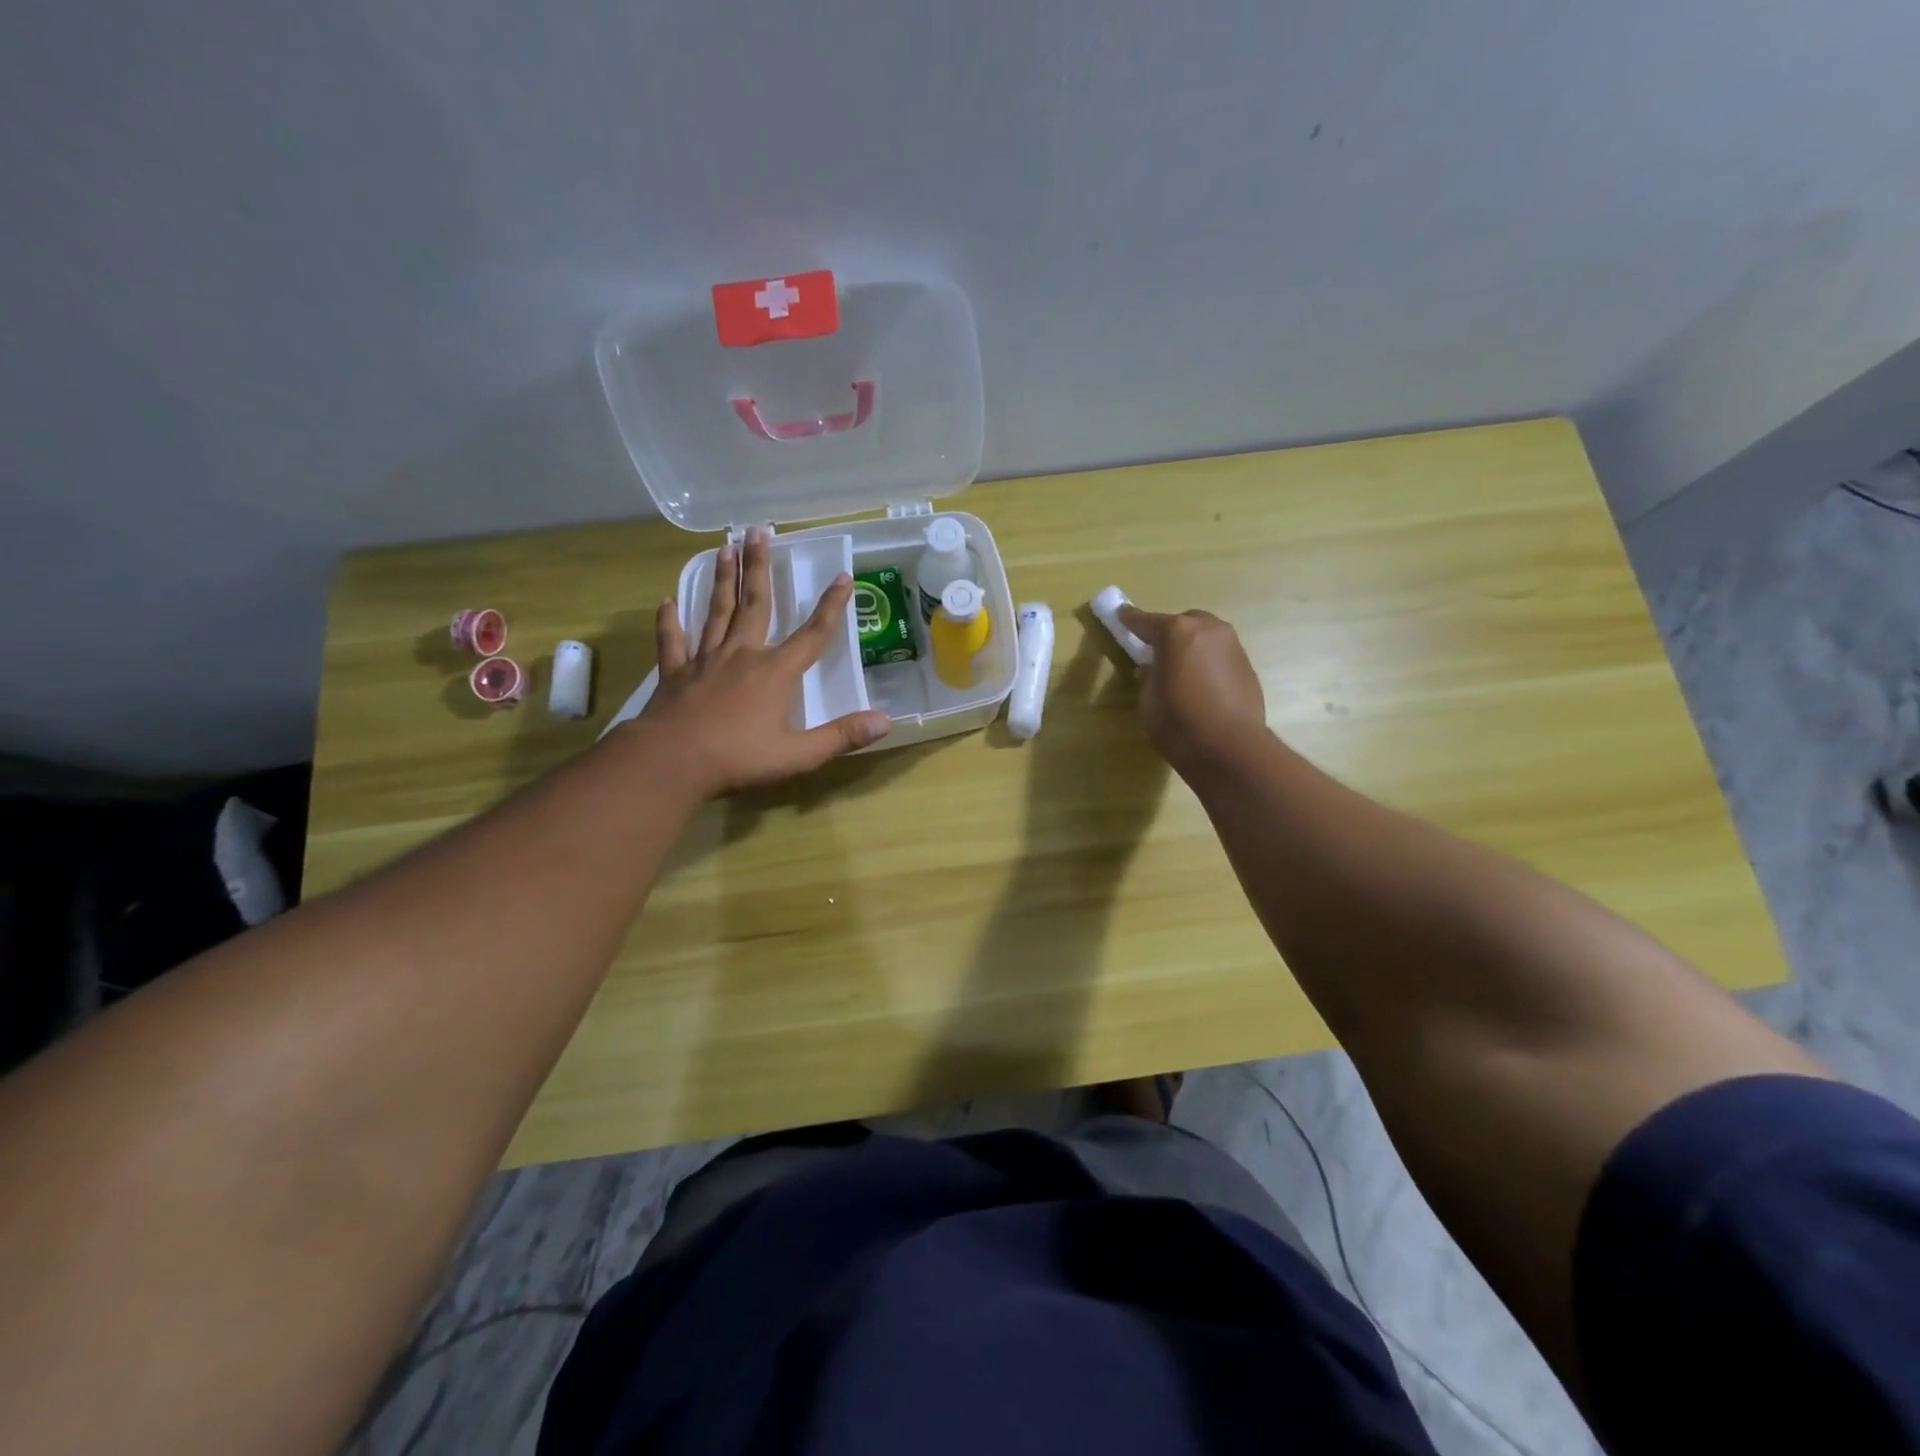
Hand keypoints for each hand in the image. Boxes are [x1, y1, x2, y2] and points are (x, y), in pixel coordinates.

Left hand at [636, 528, 890, 795]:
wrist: (671, 762)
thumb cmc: (739, 758)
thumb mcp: (799, 754)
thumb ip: (841, 736)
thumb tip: (886, 721)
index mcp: (775, 672)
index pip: (812, 634)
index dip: (831, 606)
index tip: (843, 576)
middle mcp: (742, 655)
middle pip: (755, 604)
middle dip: (759, 567)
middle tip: (758, 531)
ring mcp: (704, 661)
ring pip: (716, 612)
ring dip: (722, 580)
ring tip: (724, 548)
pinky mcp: (674, 674)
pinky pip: (671, 641)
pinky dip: (669, 621)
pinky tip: (666, 602)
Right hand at [1116, 604, 1268, 775]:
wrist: (1230, 748)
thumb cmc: (1178, 722)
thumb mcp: (1147, 700)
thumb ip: (1148, 676)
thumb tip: (1153, 669)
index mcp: (1176, 632)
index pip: (1145, 621)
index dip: (1130, 620)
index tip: (1120, 615)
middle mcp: (1208, 629)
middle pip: (1183, 623)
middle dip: (1169, 634)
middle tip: (1157, 653)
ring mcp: (1232, 645)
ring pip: (1206, 637)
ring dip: (1192, 647)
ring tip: (1182, 671)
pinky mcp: (1247, 666)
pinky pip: (1220, 656)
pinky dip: (1208, 663)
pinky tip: (1202, 685)